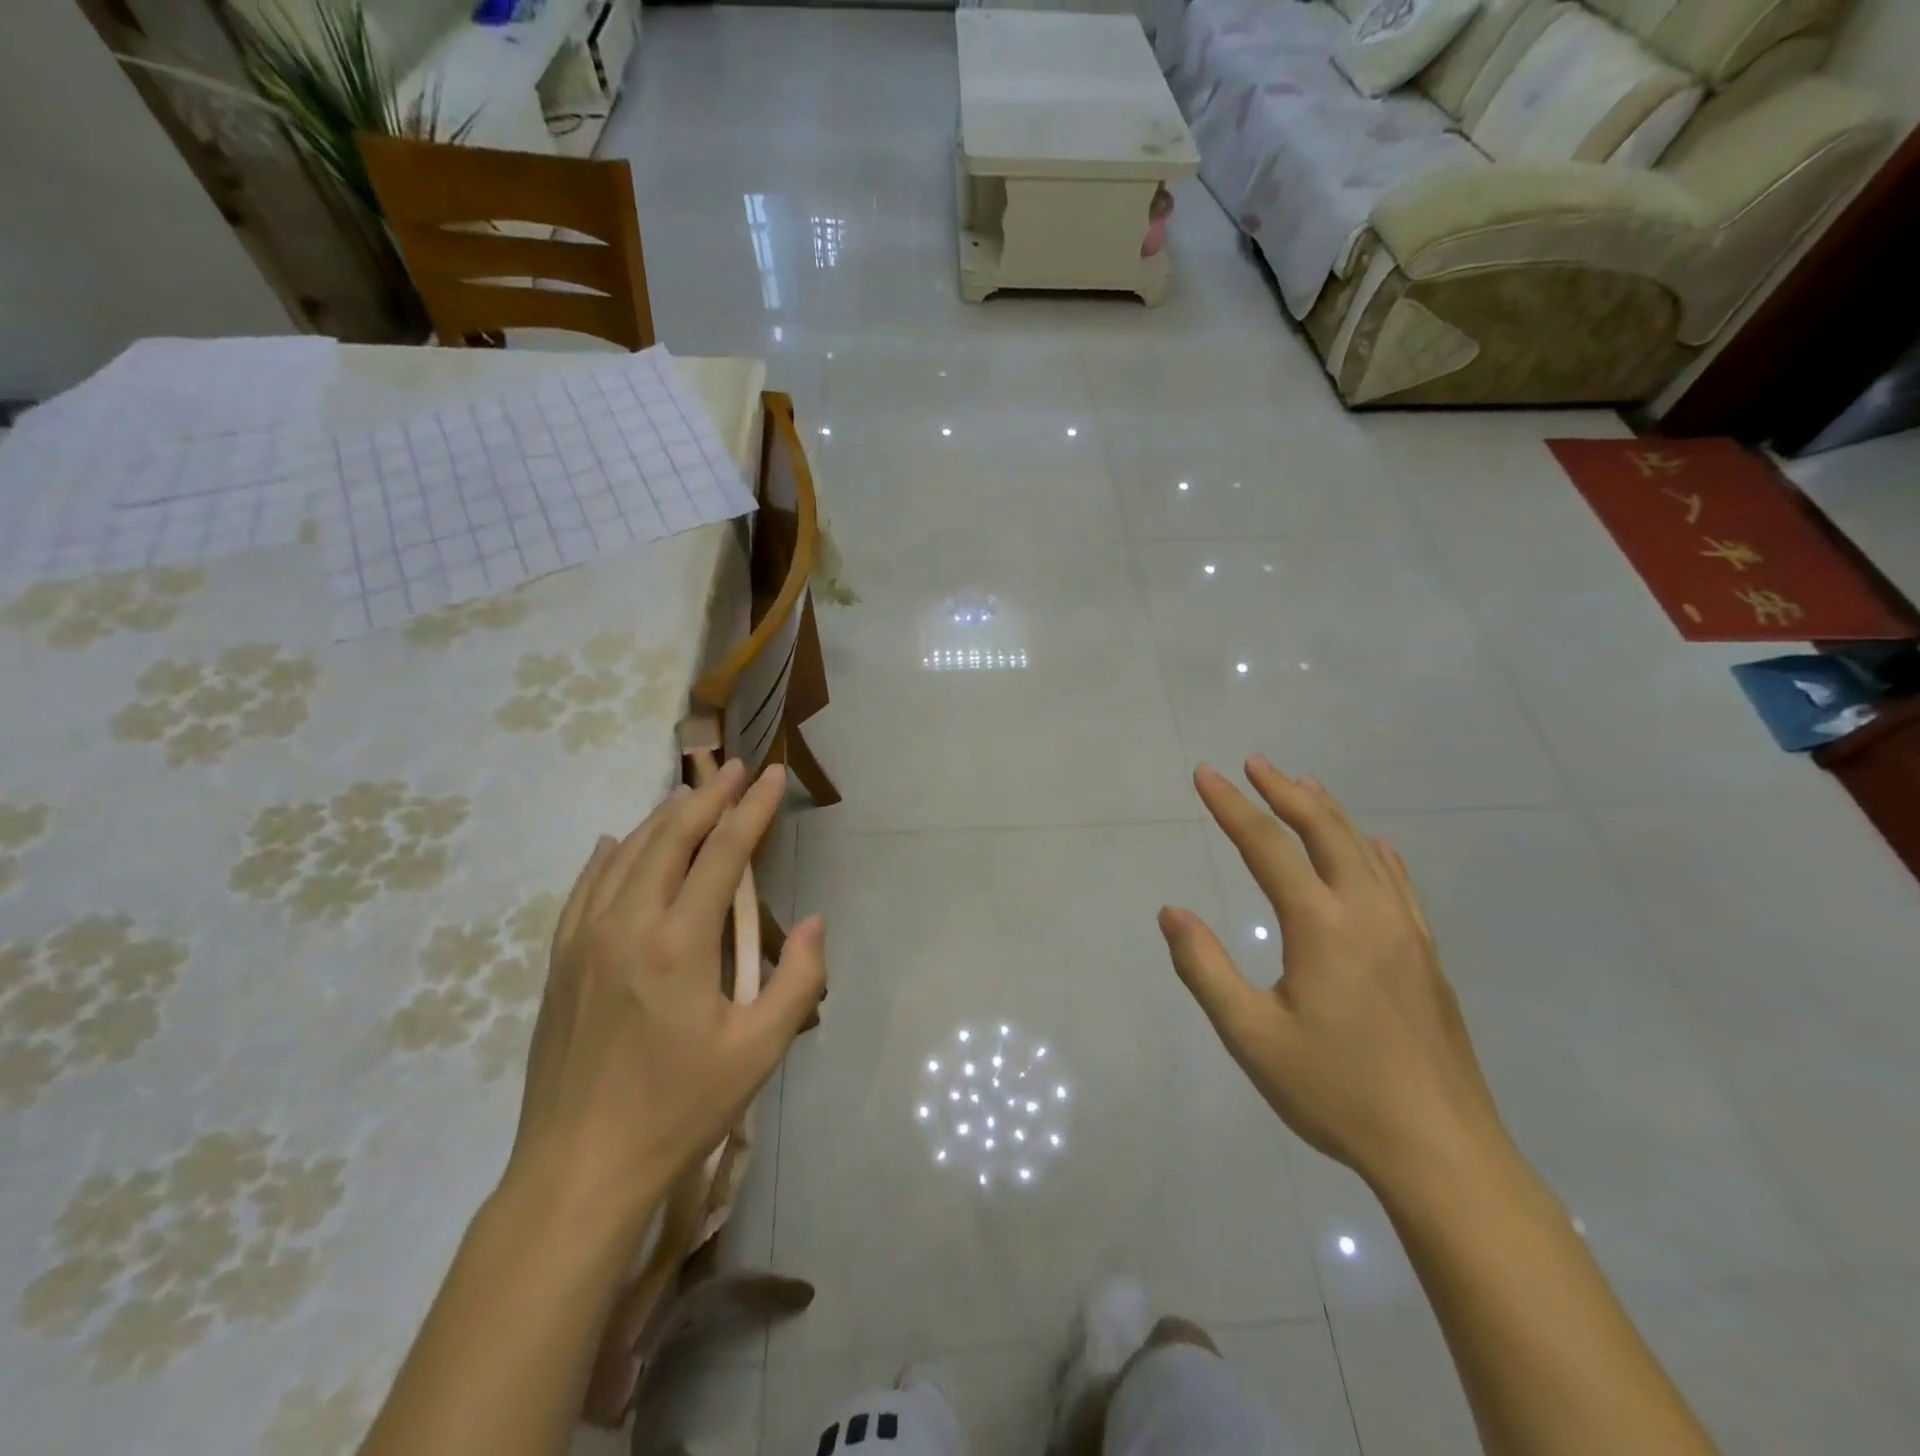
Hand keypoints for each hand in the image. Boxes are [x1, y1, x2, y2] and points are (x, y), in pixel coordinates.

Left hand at [504, 760, 826, 1225]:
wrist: (579, 1170)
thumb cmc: (679, 1110)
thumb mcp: (759, 1052)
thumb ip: (798, 980)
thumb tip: (816, 922)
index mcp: (679, 943)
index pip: (724, 853)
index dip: (753, 809)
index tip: (773, 775)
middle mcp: (627, 925)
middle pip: (670, 838)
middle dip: (709, 796)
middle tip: (736, 769)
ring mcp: (585, 941)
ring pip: (626, 855)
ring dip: (663, 819)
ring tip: (692, 795)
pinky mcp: (560, 963)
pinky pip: (584, 889)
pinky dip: (607, 857)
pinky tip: (616, 842)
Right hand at [1159, 758, 1502, 1190]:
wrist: (1444, 1153)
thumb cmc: (1337, 1093)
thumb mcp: (1251, 1037)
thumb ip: (1205, 968)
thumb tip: (1171, 911)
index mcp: (1321, 926)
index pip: (1266, 846)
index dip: (1231, 806)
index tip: (1205, 774)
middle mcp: (1367, 913)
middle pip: (1324, 831)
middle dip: (1284, 792)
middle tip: (1255, 763)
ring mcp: (1406, 932)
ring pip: (1364, 850)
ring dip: (1328, 812)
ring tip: (1302, 786)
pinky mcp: (1427, 957)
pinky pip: (1397, 883)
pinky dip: (1374, 852)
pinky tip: (1373, 847)